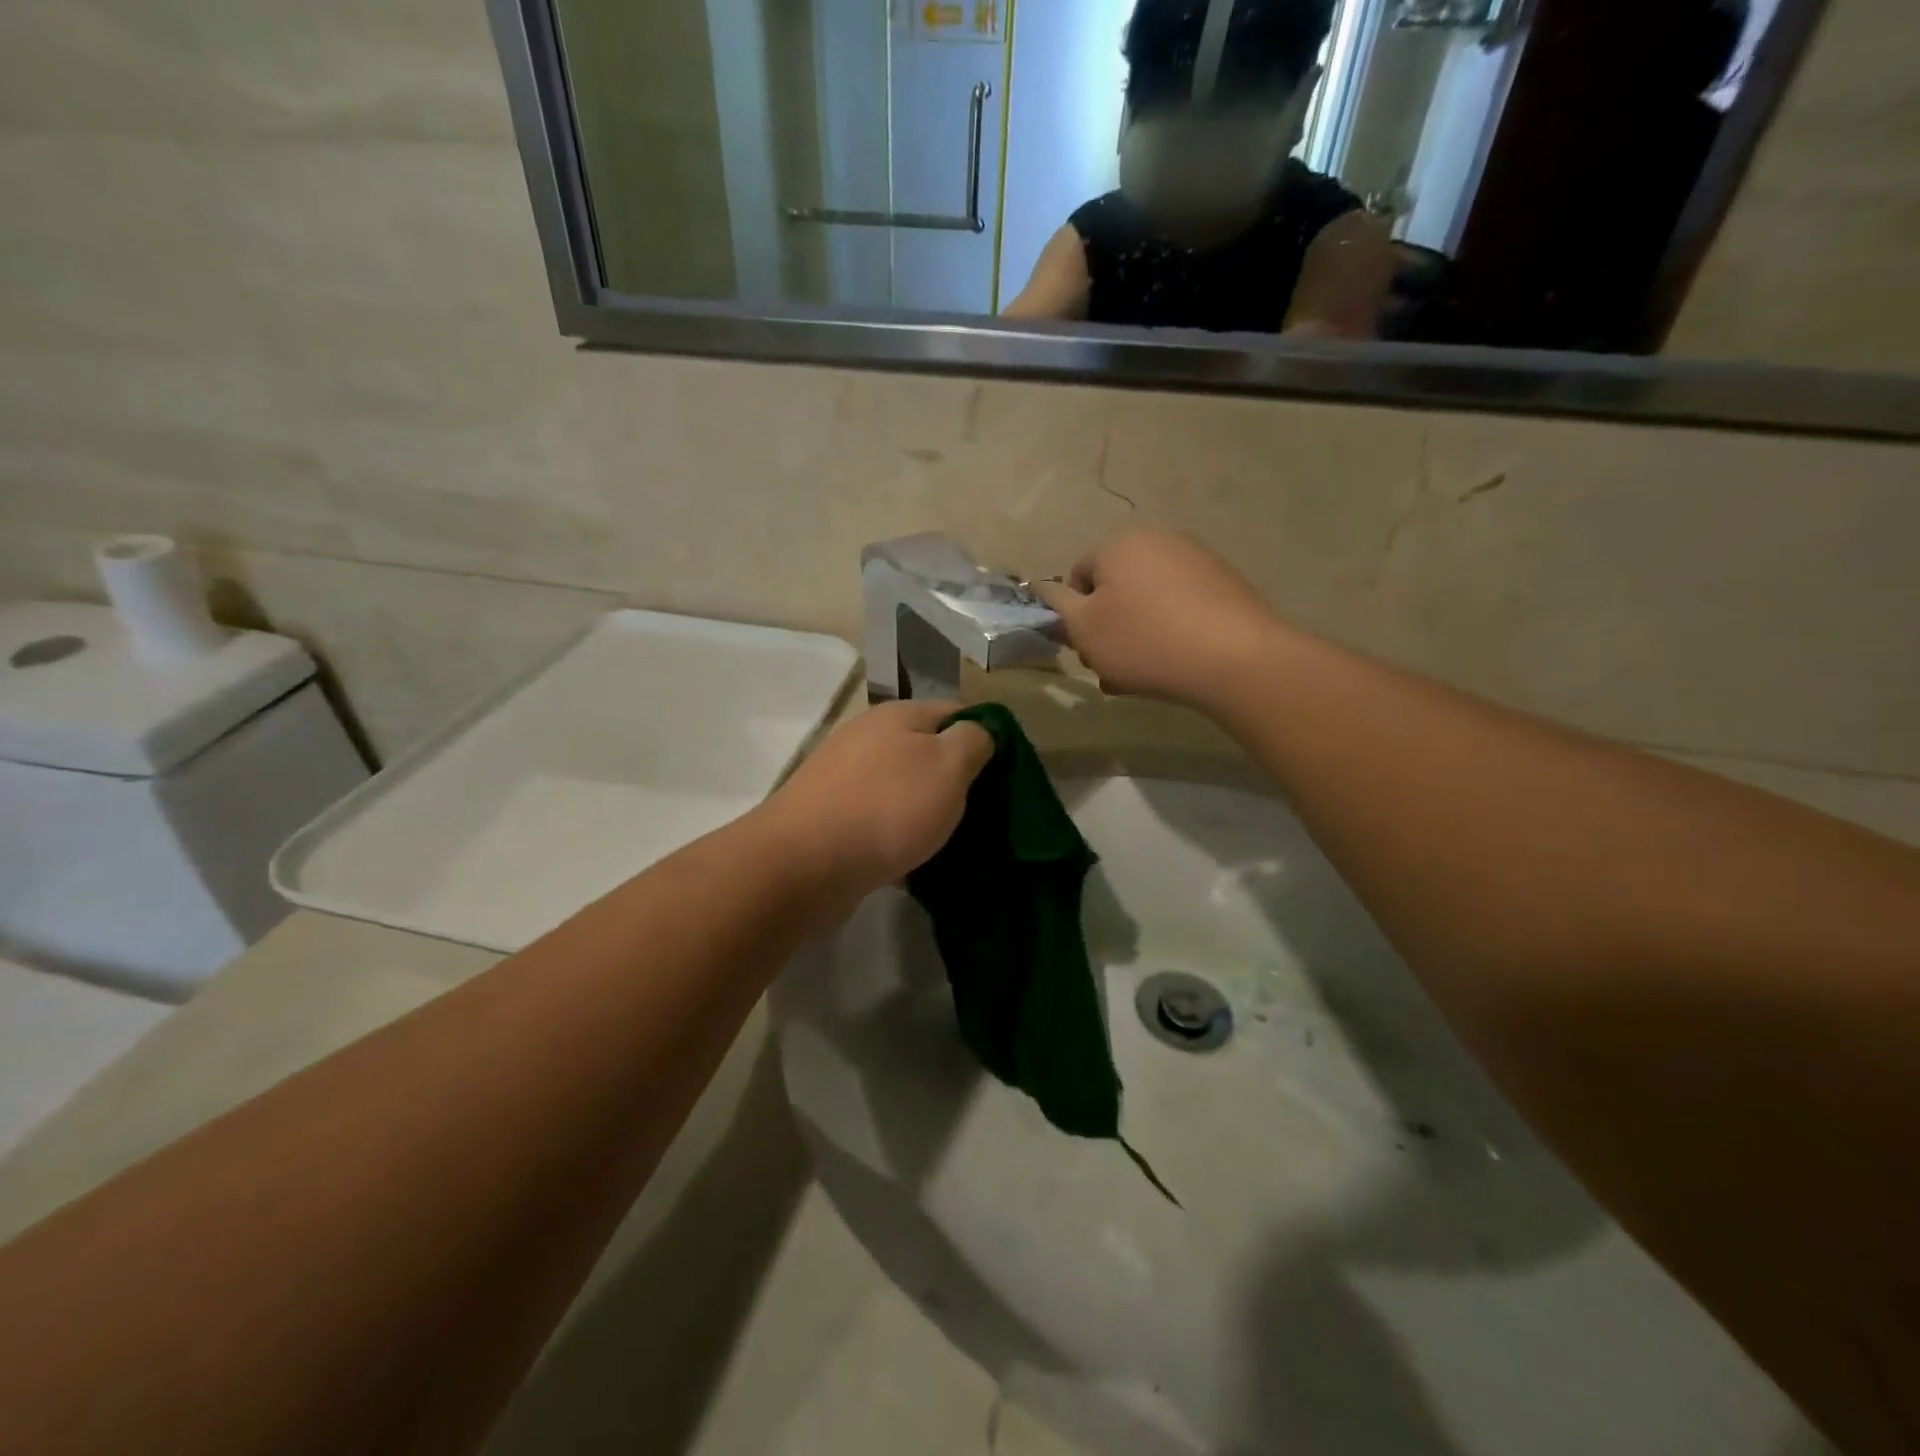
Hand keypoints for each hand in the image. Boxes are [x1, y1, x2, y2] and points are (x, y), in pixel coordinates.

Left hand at [766, 700, 994, 894]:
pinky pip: (878, 819)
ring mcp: (844, 777)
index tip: (1005, 777)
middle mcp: (868, 737)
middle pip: (927, 751)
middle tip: (982, 814)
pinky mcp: (830, 816)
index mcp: (898, 715)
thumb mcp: (949, 766)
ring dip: (926, 811)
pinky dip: (897, 836)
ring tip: (950, 842)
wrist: (804, 864)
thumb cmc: (887, 808)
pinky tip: (911, 861)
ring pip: (903, 788)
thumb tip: (979, 732)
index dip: (985, 739)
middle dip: (956, 780)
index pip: (956, 712)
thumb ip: (973, 741)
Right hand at [1034, 530, 1277, 709]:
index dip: (1074, 616)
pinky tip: (1174, 664)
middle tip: (1111, 668)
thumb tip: (1041, 587)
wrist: (1234, 658)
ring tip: (1142, 674)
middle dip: (1107, 629)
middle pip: (1115, 589)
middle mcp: (1158, 540)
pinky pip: (1180, 608)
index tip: (1086, 649)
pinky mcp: (1226, 584)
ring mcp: (1197, 560)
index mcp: (1118, 544)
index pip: (1077, 576)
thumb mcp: (1084, 629)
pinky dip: (1170, 632)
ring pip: (1148, 602)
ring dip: (1136, 635)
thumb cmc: (1144, 641)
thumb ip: (1057, 606)